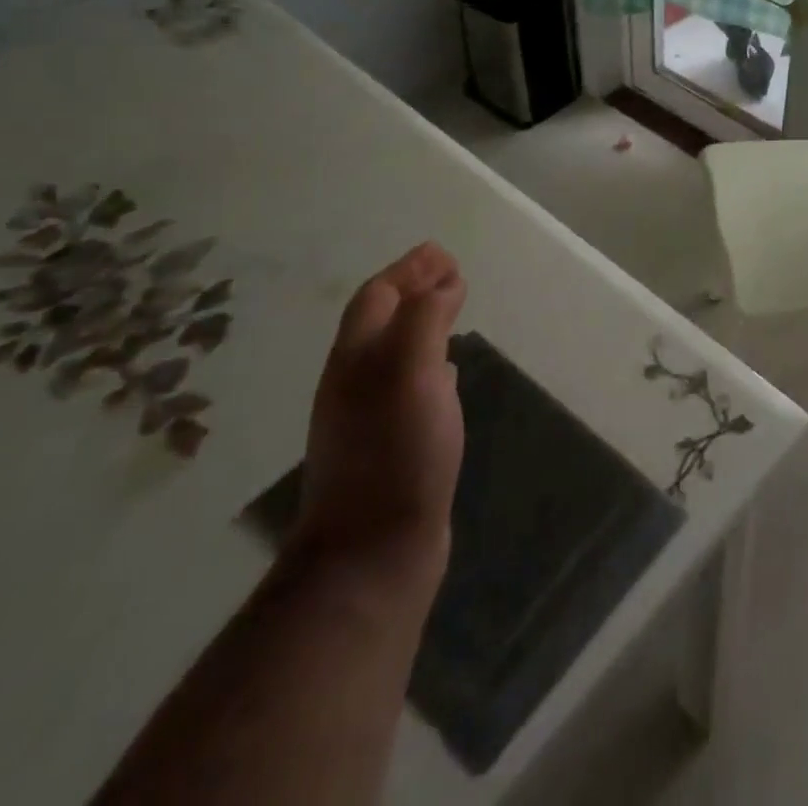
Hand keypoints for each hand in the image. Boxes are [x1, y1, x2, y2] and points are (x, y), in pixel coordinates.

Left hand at [293, 243, 467, 604]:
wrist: (371, 554)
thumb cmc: (395, 452)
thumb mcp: (410, 373)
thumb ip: (425, 321)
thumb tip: (444, 284)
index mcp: (356, 360)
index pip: (376, 297)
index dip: (407, 270)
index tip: (441, 252)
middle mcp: (356, 382)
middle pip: (381, 322)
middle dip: (413, 291)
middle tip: (450, 273)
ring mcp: (371, 417)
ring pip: (395, 353)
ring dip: (422, 324)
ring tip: (452, 311)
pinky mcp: (392, 445)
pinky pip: (409, 386)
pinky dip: (430, 363)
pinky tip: (448, 372)